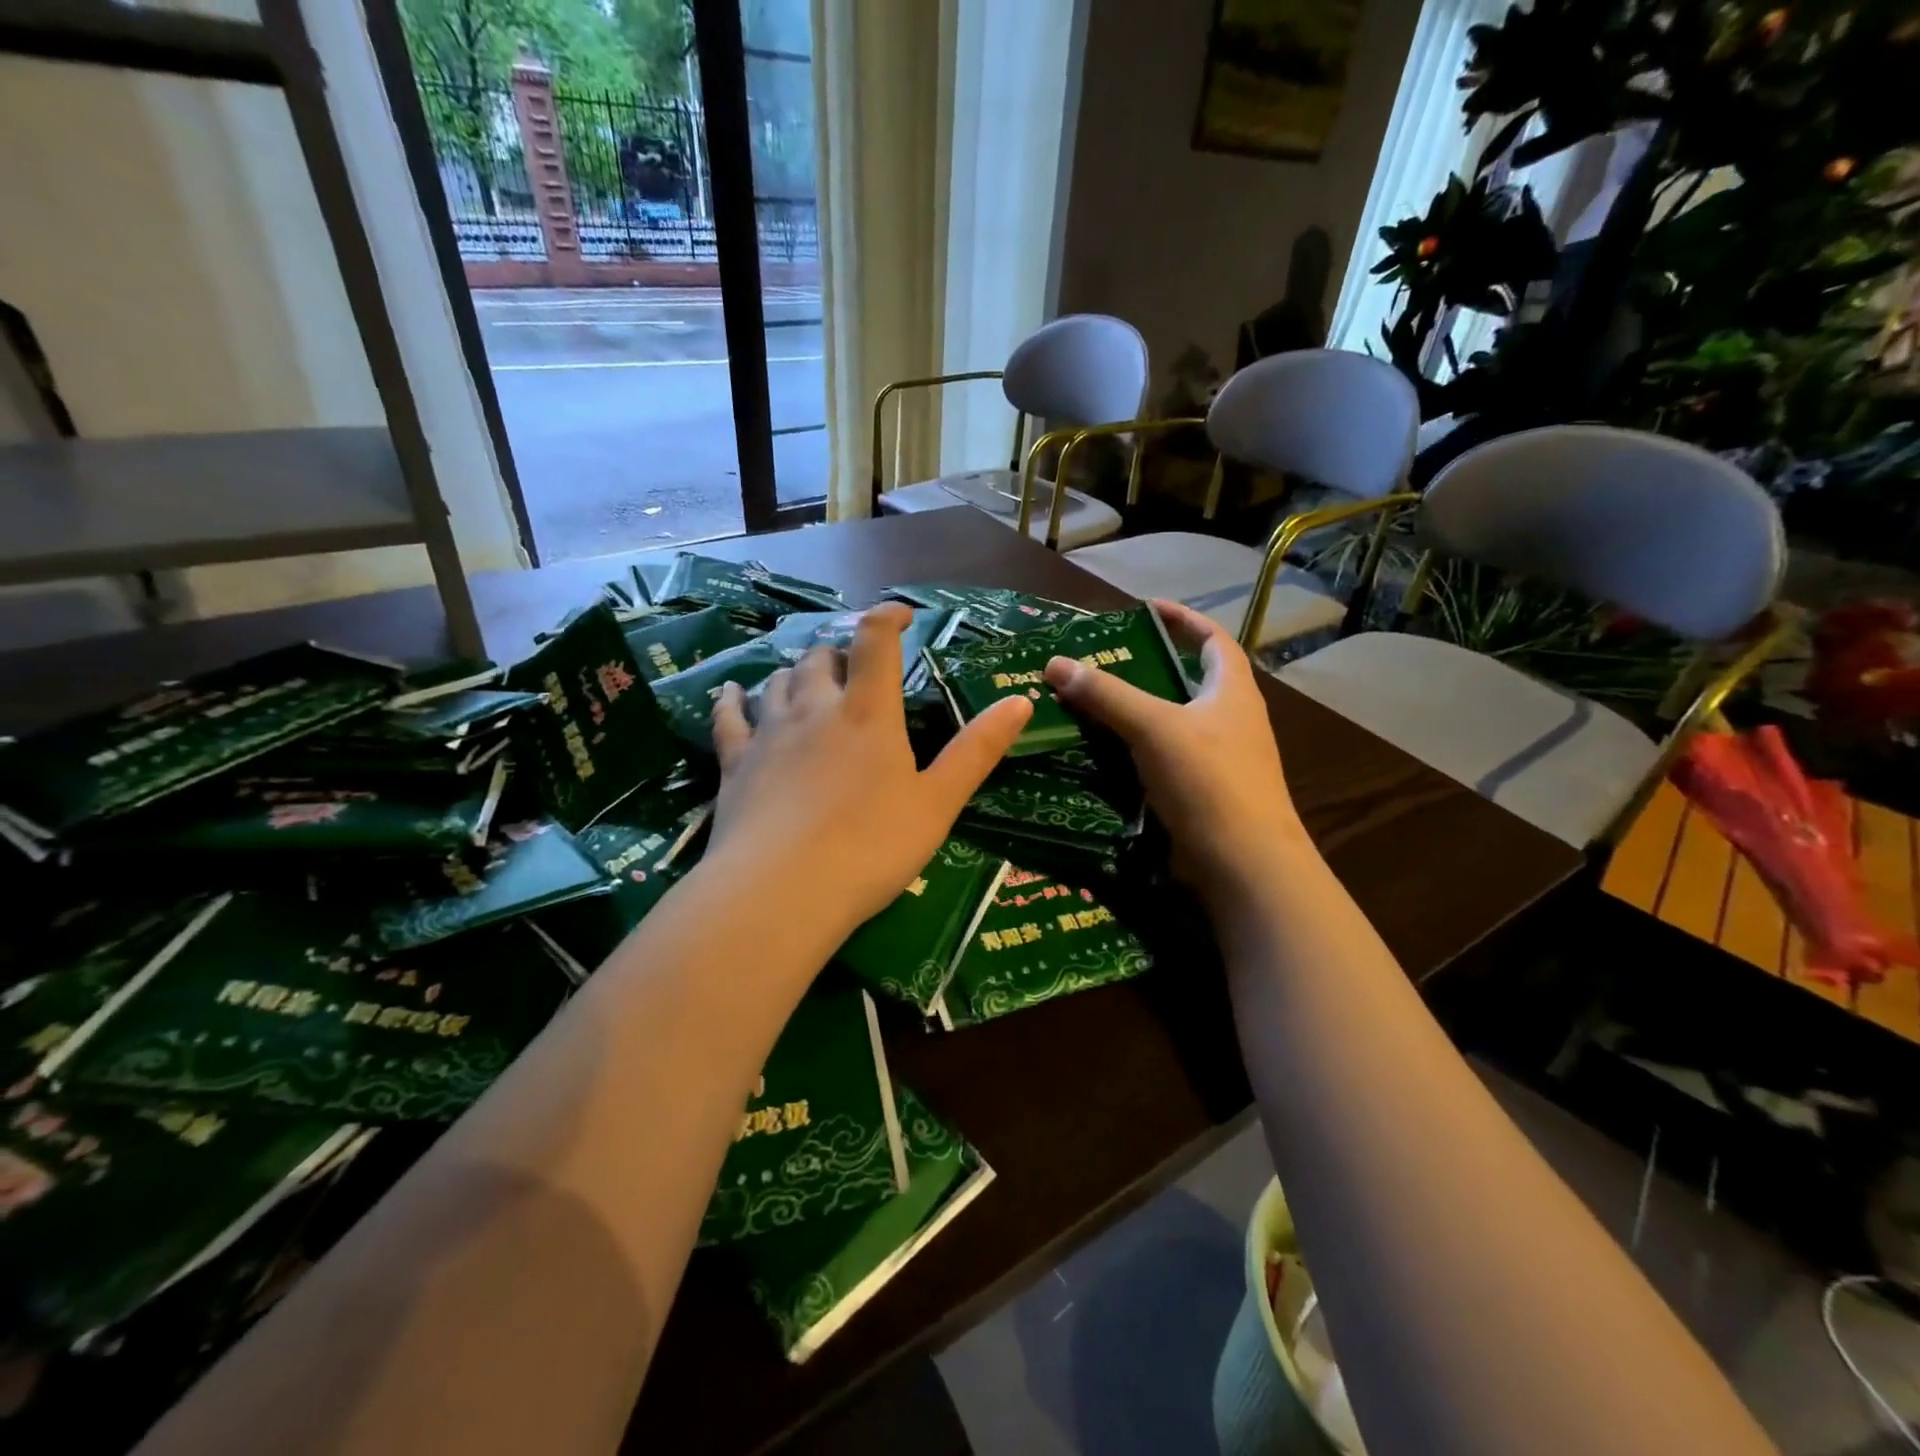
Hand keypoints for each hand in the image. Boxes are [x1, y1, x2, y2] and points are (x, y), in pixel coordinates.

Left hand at [707, 603, 1031, 946]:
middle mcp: (815, 708)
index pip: (875, 641)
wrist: (783, 892)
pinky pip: (729, 717)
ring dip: (798, 672)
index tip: (903, 615)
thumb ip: (978, 749)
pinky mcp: (735, 763)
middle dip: (842, 652)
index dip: (888, 617)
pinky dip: (733, 699)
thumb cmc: (872, 847)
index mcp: (867, 712)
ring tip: (810, 680)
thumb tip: (1020, 700)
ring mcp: (770, 733)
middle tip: (857, 668)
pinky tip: (732, 691)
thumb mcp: (938, 802)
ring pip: (779, 680)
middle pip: (822, 657)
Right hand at [1043, 600, 1307, 904]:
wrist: (1244, 865)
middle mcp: (1232, 720)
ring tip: (1095, 706)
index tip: (1146, 609)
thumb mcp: (1154, 728)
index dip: (1184, 619)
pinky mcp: (1206, 794)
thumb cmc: (1209, 782)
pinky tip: (1108, 757)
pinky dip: (1139, 751)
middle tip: (1104, 663)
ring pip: (1175, 723)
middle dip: (1150, 668)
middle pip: (1191, 681)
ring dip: (1140, 712)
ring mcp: (1222, 760)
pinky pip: (1167, 759)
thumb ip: (1106, 695)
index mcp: (1232, 691)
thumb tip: (1056, 664)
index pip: (1213, 639)